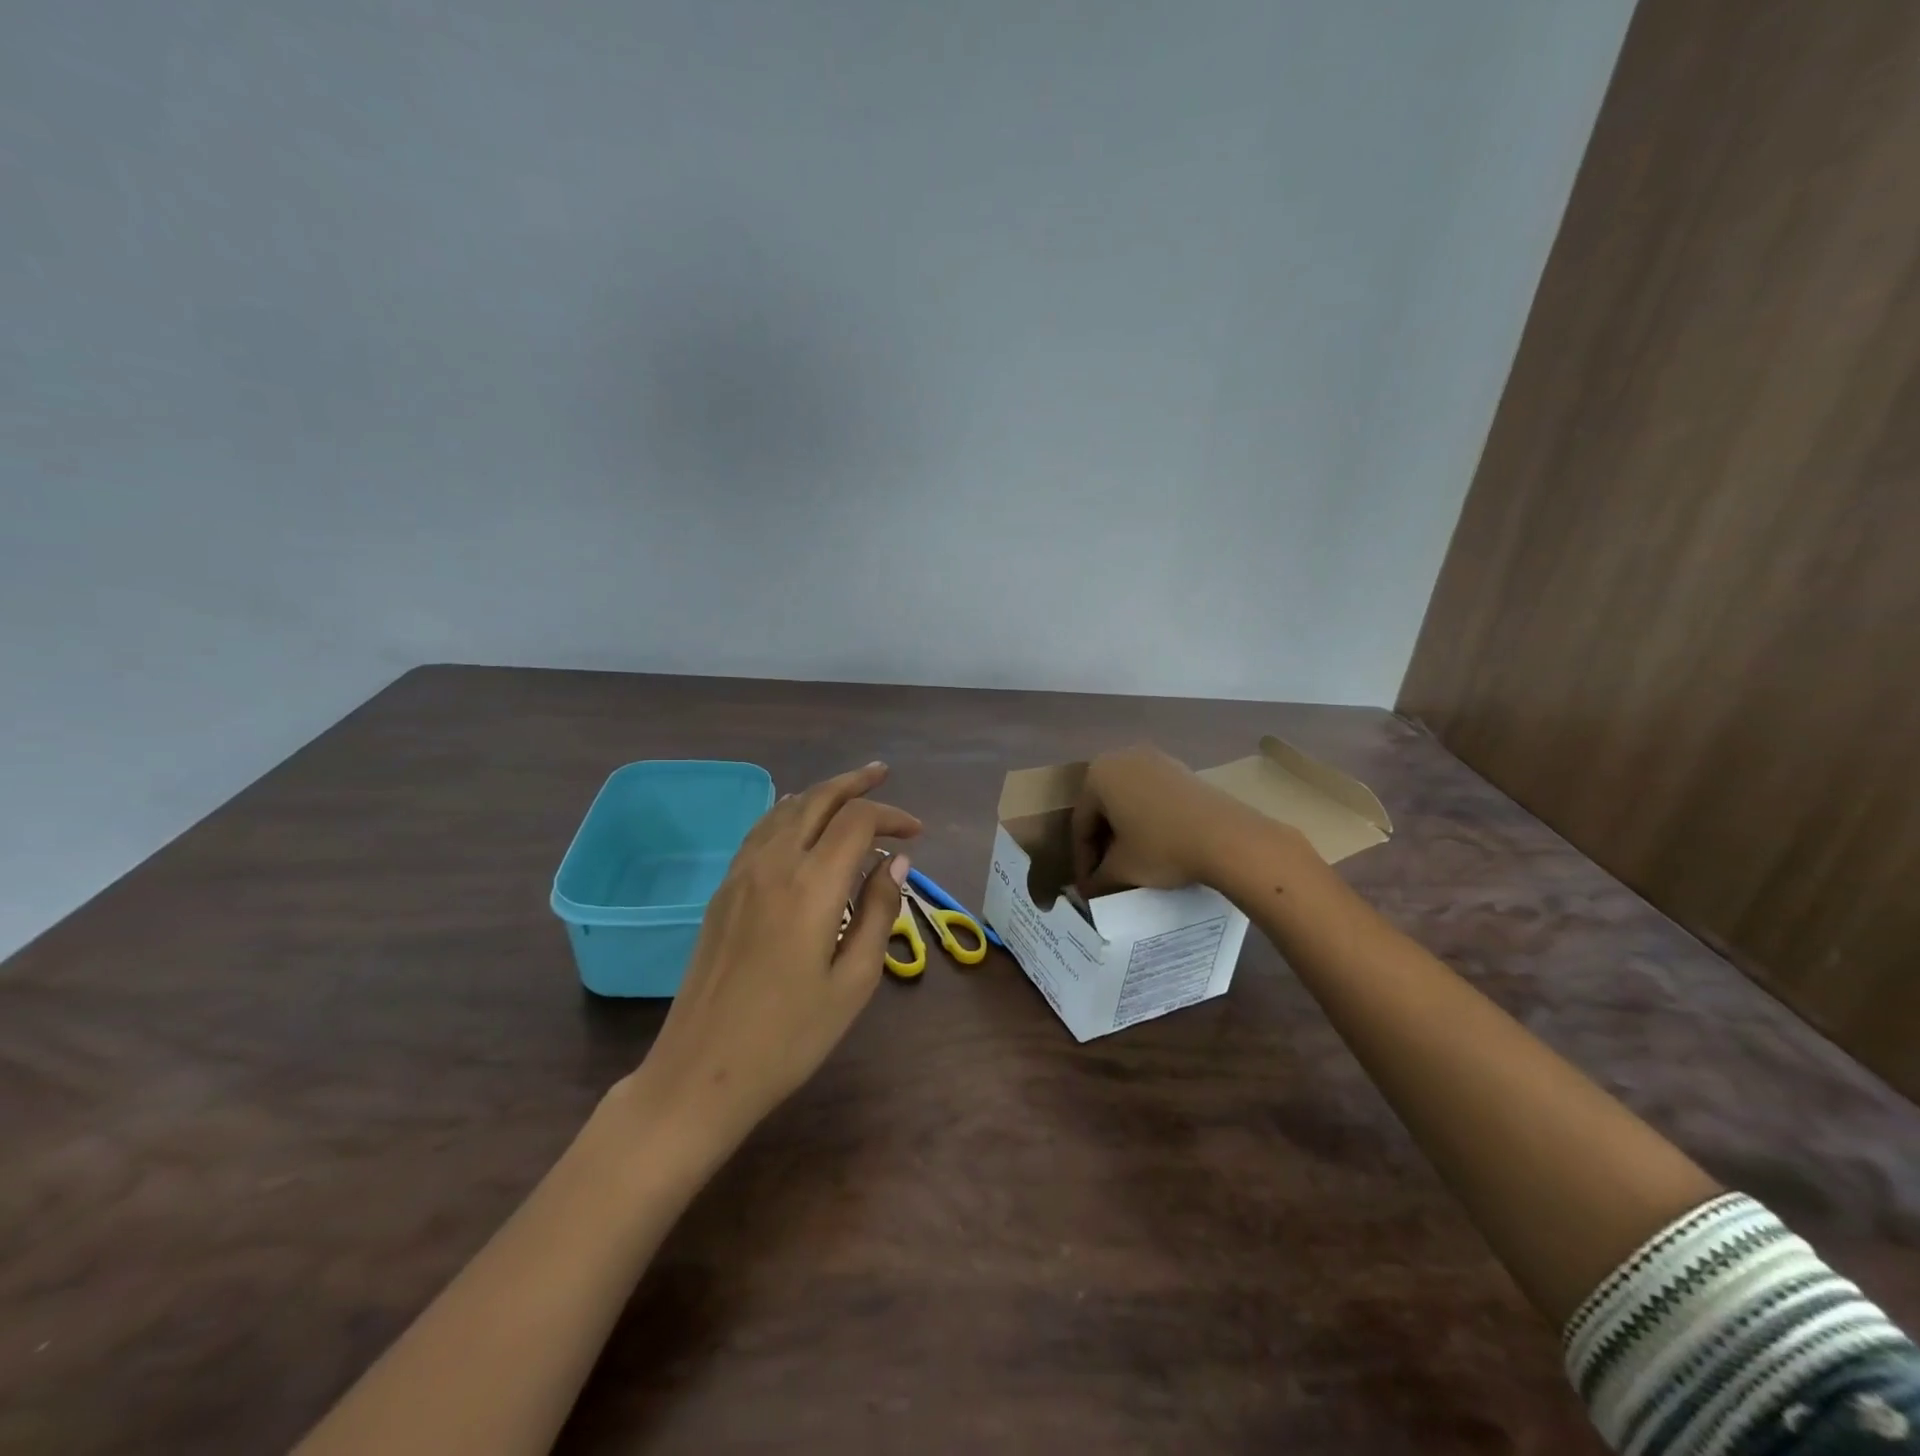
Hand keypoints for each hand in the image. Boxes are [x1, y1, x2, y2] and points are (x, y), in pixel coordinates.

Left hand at [629, 762, 920, 1153]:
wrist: (701, 1072)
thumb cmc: (790, 1037)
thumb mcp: (854, 981)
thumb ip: (878, 911)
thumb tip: (895, 862)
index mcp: (811, 885)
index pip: (857, 821)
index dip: (891, 817)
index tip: (916, 834)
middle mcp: (773, 864)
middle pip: (817, 799)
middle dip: (854, 783)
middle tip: (883, 774)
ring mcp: (741, 874)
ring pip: (785, 810)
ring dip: (821, 793)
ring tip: (849, 789)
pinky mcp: (723, 891)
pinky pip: (760, 831)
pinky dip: (789, 812)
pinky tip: (799, 819)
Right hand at [1071, 744, 1253, 895]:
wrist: (1228, 838)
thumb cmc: (1162, 847)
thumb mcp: (1122, 869)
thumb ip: (1097, 879)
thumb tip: (1088, 891)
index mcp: (1098, 774)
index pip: (1080, 823)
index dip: (1082, 860)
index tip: (1088, 888)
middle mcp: (1123, 757)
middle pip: (1103, 807)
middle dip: (1102, 842)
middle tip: (1105, 874)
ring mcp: (1156, 760)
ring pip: (1129, 801)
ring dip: (1125, 831)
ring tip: (1131, 862)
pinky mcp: (1183, 770)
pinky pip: (1153, 796)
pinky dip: (1148, 820)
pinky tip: (1157, 845)